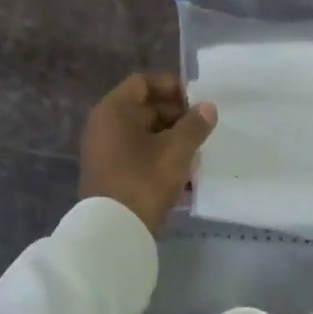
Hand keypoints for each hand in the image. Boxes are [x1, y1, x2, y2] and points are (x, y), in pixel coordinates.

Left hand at [80, 73, 216, 234]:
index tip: (196, 100)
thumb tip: (207, 107)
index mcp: (114, 111)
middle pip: (144, 109)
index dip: (171, 86)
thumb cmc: (144, 179)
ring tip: (198, 152)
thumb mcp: (176, 150)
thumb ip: (194, 125)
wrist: (114, 230)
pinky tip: (185, 174)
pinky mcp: (111, 174)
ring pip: (144, 135)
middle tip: (202, 129)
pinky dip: (160, 158)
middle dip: (176, 116)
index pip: (143, 83)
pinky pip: (139, 156)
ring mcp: (105, 151)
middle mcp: (104, 126)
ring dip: (171, 139)